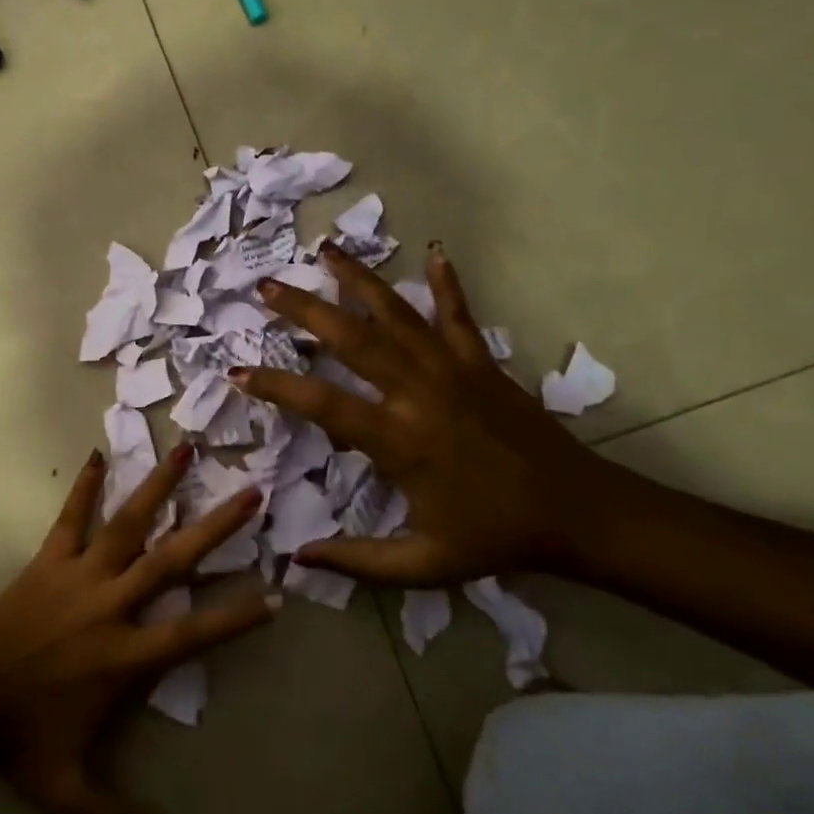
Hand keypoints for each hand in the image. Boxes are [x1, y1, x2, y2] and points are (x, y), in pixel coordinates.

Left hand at [0, 445, 273, 813]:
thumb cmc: (18, 741)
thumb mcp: (70, 797)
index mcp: (125, 657)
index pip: (194, 632)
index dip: (238, 616)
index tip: (278, 592)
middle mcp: (111, 605)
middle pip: (172, 560)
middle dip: (215, 527)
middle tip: (251, 495)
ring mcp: (78, 575)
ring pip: (127, 523)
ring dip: (158, 485)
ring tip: (187, 450)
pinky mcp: (48, 559)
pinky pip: (70, 516)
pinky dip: (84, 485)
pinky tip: (96, 452)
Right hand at [233, 242, 612, 585]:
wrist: (576, 512)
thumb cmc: (493, 537)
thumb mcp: (423, 564)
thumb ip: (357, 561)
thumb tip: (297, 558)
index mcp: (398, 440)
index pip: (321, 403)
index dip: (275, 385)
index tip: (237, 371)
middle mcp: (418, 393)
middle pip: (351, 339)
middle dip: (304, 310)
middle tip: (267, 288)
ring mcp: (452, 370)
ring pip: (396, 315)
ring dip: (358, 280)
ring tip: (326, 250)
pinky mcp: (482, 362)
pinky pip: (458, 315)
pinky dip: (445, 283)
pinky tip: (433, 252)